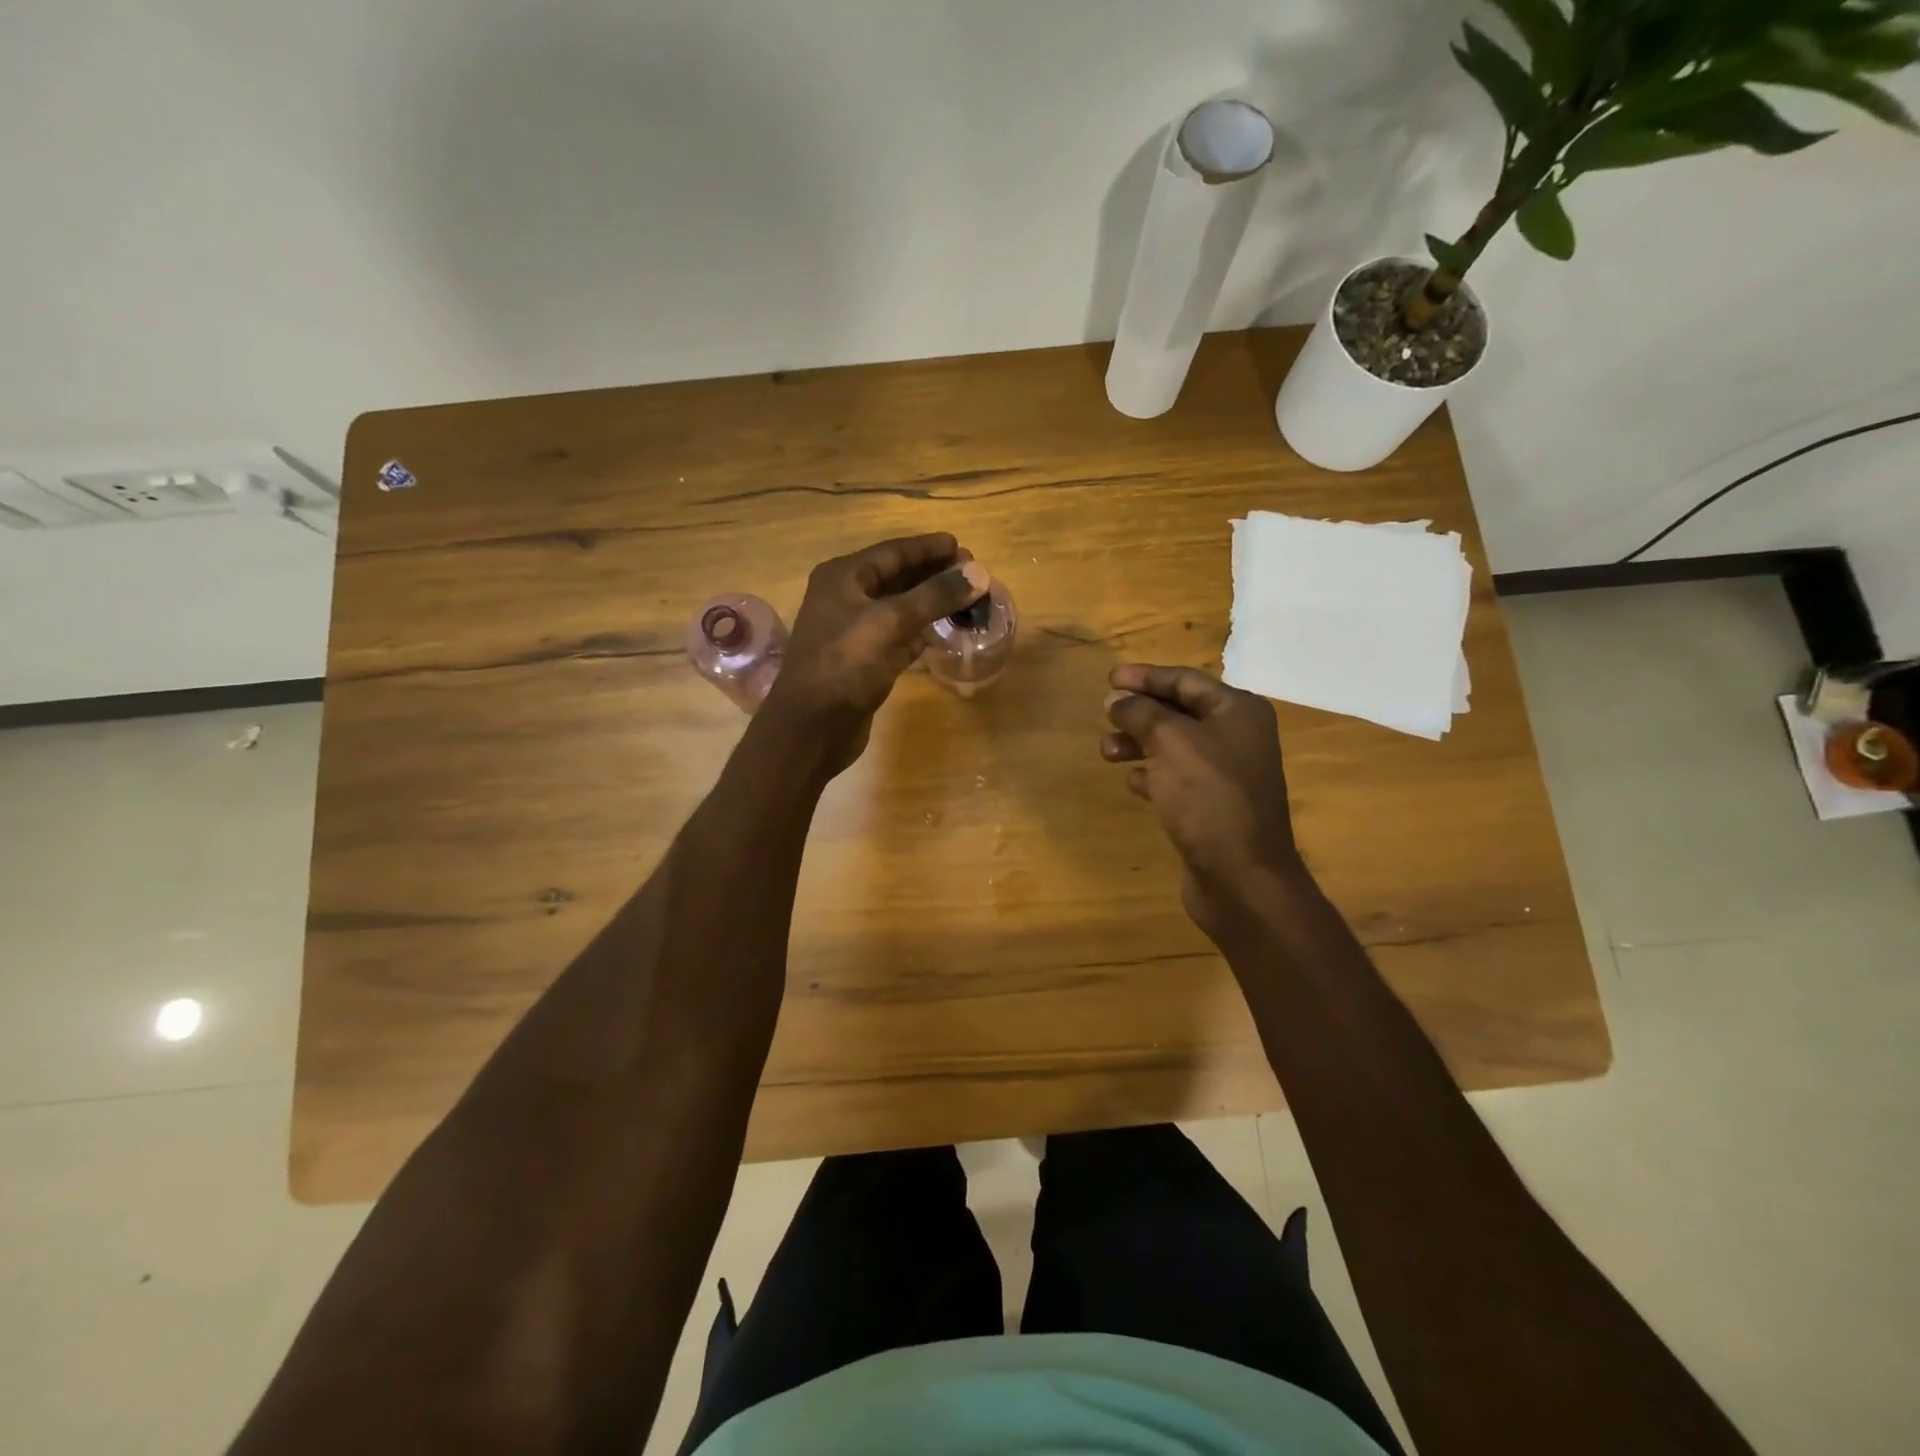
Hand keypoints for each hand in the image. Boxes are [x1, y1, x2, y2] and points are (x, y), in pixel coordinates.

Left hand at [762, 533, 988, 771]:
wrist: (812, 727)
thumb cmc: (845, 665)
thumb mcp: (890, 622)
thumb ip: (935, 596)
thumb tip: (979, 573)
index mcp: (843, 578)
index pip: (893, 552)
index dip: (928, 548)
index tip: (962, 546)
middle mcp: (846, 598)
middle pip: (897, 578)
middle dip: (933, 574)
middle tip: (972, 574)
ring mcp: (855, 632)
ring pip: (900, 608)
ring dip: (931, 603)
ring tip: (966, 598)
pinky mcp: (866, 662)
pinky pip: (899, 637)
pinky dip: (922, 631)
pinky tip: (945, 630)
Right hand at [1102, 664, 1303, 929]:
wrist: (1241, 875)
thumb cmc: (1209, 797)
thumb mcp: (1171, 742)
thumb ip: (1141, 713)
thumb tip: (1116, 699)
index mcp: (1238, 711)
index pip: (1186, 681)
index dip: (1146, 677)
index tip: (1110, 678)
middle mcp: (1238, 736)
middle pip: (1180, 711)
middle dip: (1140, 711)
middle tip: (1105, 713)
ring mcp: (1227, 773)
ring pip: (1174, 746)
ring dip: (1139, 743)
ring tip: (1107, 752)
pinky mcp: (1213, 805)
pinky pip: (1177, 778)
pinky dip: (1152, 774)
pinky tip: (1131, 781)